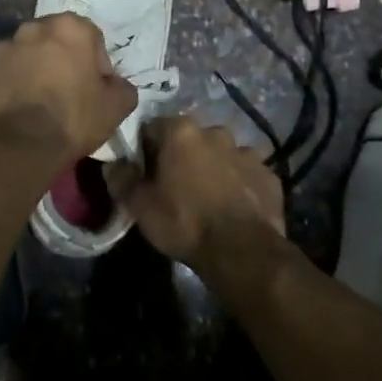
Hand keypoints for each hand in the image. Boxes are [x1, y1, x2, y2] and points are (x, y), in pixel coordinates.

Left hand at [0, 13, 137, 162]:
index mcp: (69, 28)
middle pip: (53, 41)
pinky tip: (15, 112)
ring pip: (24, 57)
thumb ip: (122, 86)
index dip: (95, 63)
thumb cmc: (73, 118)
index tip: (94, 88)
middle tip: (65, 94)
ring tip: (37, 105)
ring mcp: (0, 49)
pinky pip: (0, 76)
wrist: (19, 144)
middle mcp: (32, 29)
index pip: (90, 37)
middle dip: (60, 61)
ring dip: (32, 72)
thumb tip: (115, 84)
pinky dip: (8, 88)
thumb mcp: (117, 106)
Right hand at [105, 115, 284, 263]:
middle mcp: (215, 132)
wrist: (242, 252)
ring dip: (213, 168)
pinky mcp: (269, 175)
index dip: (145, 150)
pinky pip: (246, 174)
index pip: (152, 128)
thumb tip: (112, 163)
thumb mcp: (140, 206)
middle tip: (175, 186)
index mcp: (180, 131)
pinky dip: (239, 184)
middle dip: (182, 156)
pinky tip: (233, 208)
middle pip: (189, 139)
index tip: (144, 172)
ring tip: (207, 198)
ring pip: (221, 154)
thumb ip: (121, 179)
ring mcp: (247, 152)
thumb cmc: (184, 222)